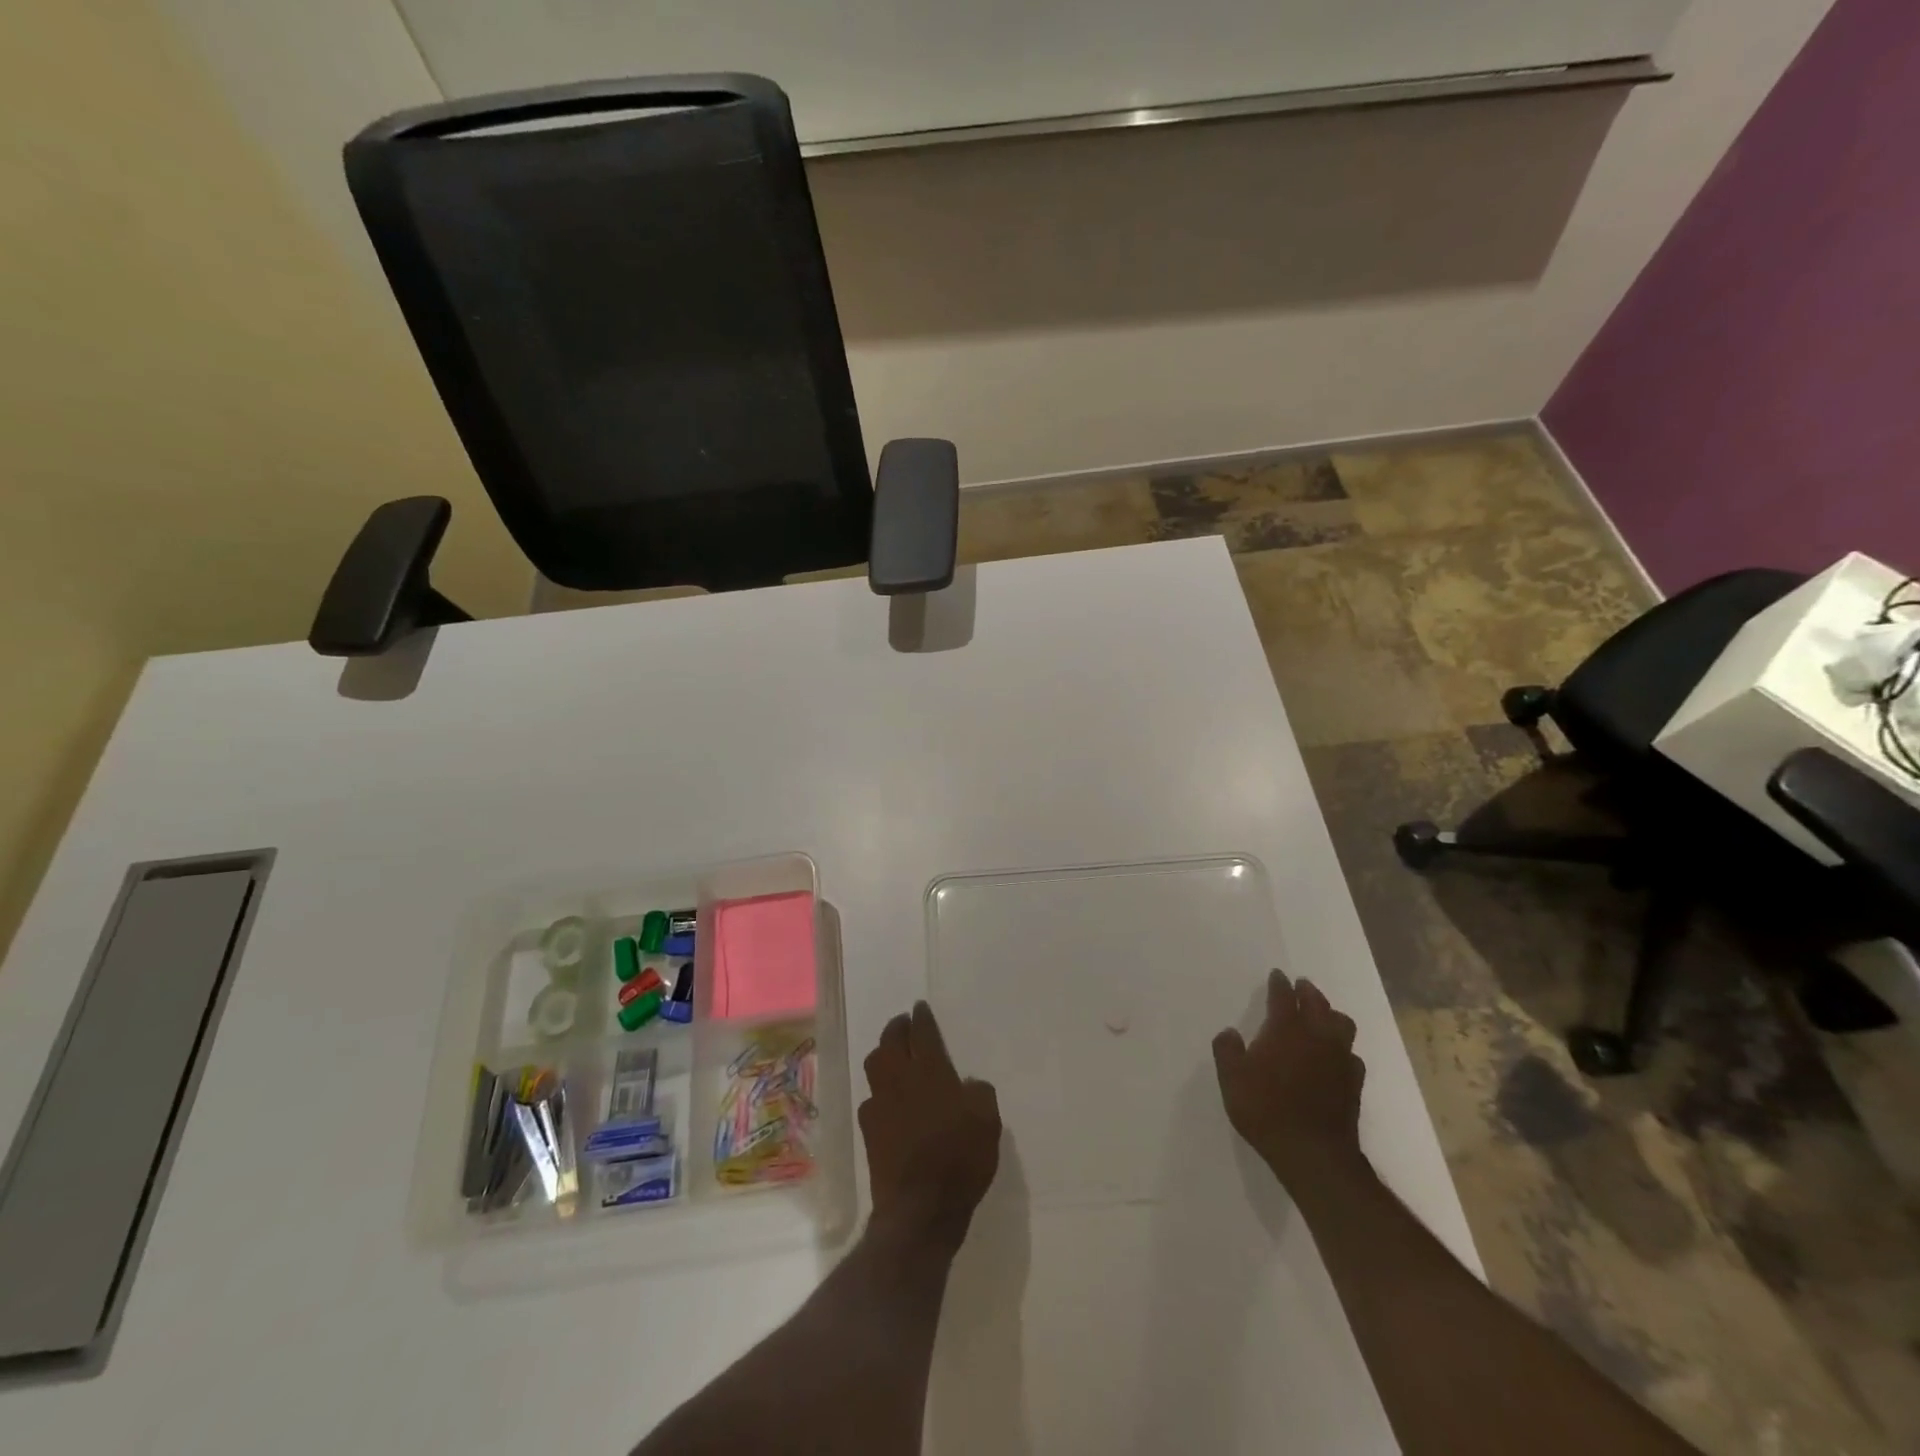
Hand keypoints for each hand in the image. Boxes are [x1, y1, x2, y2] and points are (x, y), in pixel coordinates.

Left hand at [860, 1001, 1001, 1250]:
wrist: (920, 1208)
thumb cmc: (960, 1158)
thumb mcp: (988, 1121)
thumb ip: (979, 1093)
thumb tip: (967, 1084)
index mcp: (930, 1071)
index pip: (923, 1033)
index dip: (922, 1018)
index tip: (920, 1007)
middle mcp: (900, 1080)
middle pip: (891, 1042)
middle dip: (897, 1027)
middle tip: (904, 1022)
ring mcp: (880, 1104)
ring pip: (875, 1065)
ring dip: (883, 1052)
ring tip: (892, 1053)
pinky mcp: (869, 1130)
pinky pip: (871, 1098)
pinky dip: (879, 1090)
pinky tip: (887, 1098)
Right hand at [1212, 969, 1366, 1193]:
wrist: (1314, 1154)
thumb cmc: (1266, 1109)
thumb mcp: (1232, 1079)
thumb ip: (1227, 1051)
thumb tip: (1230, 1033)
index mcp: (1286, 1030)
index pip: (1284, 997)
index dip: (1279, 984)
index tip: (1277, 975)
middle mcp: (1317, 1037)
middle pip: (1318, 1004)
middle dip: (1309, 993)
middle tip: (1302, 987)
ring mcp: (1339, 1060)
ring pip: (1342, 1026)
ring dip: (1332, 1016)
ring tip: (1323, 1017)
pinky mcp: (1354, 1084)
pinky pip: (1352, 1056)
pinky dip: (1343, 1050)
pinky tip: (1336, 1057)